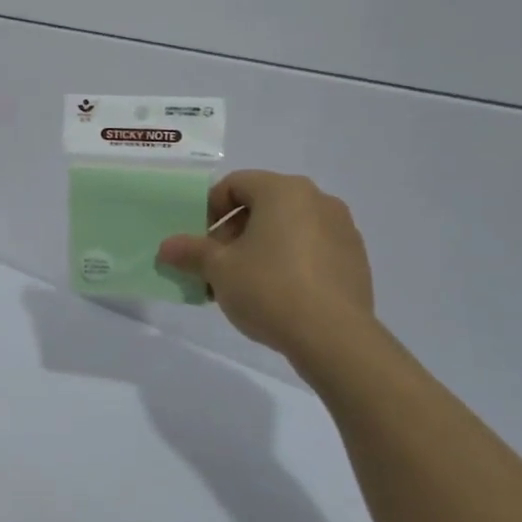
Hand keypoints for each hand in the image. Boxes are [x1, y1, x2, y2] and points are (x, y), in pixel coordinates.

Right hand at [156, 171, 374, 371]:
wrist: (334, 337)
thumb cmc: (269, 288)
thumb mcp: (218, 269)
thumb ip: (191, 252)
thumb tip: (166, 247)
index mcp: (284, 191)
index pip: (235, 184)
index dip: (209, 209)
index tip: (199, 241)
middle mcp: (317, 200)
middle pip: (262, 205)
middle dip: (232, 233)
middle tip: (215, 266)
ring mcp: (342, 229)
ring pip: (287, 228)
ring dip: (259, 248)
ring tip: (243, 284)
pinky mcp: (355, 260)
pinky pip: (311, 249)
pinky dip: (288, 261)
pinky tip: (276, 295)